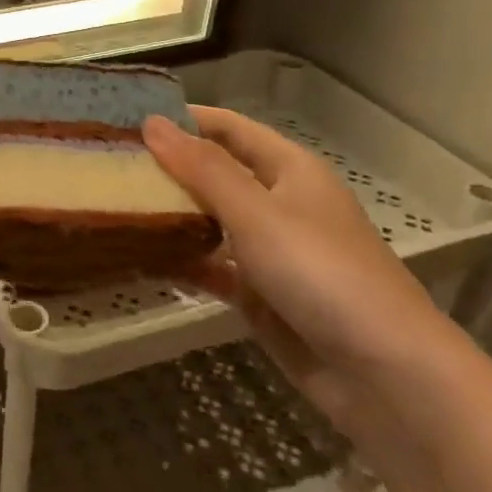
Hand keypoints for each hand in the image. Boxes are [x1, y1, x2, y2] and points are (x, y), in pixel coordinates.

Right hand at [142, 106, 465, 427]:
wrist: (382, 374)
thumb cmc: (322, 273)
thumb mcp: (257, 213)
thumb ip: (202, 169)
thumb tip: (152, 123)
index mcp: (290, 171)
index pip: (230, 128)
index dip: (185, 119)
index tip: (128, 118)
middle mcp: (279, 204)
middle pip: (217, 174)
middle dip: (168, 167)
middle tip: (108, 163)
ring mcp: (270, 252)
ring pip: (210, 221)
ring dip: (170, 214)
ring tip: (113, 204)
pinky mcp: (260, 295)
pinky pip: (212, 266)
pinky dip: (181, 260)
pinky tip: (140, 257)